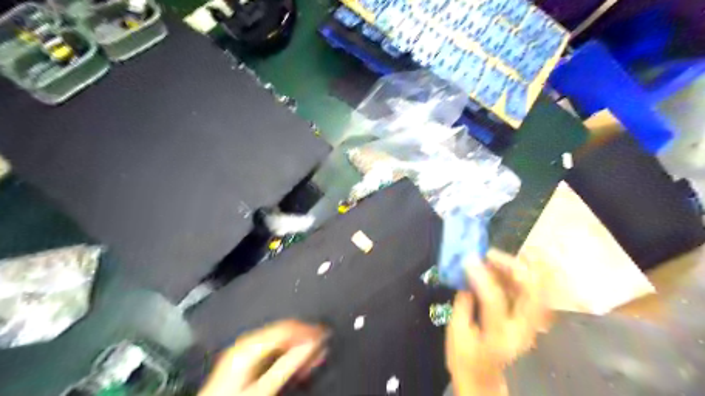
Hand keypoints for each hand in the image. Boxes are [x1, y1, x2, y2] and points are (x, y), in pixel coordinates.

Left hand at [200, 319, 329, 394]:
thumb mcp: (264, 386)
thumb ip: (288, 364)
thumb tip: (311, 344)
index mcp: (249, 344)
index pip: (286, 328)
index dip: (307, 330)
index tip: (323, 335)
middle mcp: (246, 342)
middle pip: (283, 330)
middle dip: (304, 336)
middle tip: (321, 344)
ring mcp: (243, 349)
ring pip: (278, 337)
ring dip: (297, 343)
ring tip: (312, 352)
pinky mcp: (243, 358)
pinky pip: (271, 345)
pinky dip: (286, 350)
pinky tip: (294, 358)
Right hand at [445, 251, 549, 395]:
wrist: (484, 381)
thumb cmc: (465, 360)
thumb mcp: (455, 333)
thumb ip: (463, 302)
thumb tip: (467, 275)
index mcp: (498, 338)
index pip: (494, 300)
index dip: (481, 276)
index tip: (468, 260)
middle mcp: (522, 331)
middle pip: (532, 292)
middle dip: (512, 266)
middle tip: (489, 254)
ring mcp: (532, 327)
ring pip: (537, 288)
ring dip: (518, 268)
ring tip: (493, 257)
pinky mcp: (531, 322)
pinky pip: (532, 290)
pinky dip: (519, 275)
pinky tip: (501, 268)